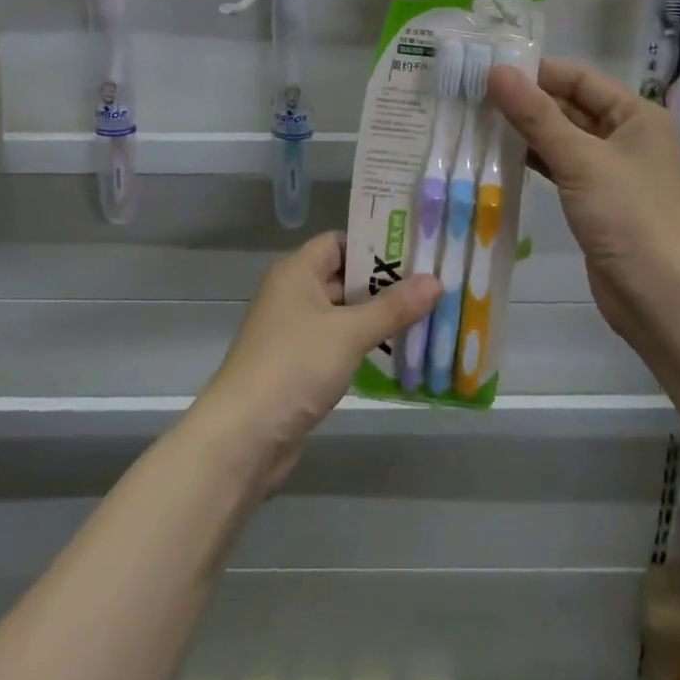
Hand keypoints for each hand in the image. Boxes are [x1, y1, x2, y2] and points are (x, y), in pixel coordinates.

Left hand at [197, 232, 438, 483]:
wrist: (243, 438)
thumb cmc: (294, 366)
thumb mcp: (349, 333)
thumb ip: (393, 307)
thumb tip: (436, 280)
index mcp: (297, 271)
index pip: (341, 242)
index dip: (376, 244)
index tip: (417, 249)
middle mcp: (294, 294)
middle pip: (346, 277)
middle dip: (387, 283)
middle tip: (433, 284)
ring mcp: (296, 331)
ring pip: (345, 314)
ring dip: (380, 317)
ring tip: (428, 316)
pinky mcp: (301, 366)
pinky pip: (340, 344)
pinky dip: (366, 345)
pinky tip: (401, 353)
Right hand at [488, 58, 679, 340]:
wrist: (663, 298)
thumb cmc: (629, 217)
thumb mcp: (580, 160)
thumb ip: (535, 116)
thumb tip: (496, 71)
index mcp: (637, 115)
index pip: (580, 79)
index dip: (537, 73)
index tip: (489, 70)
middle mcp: (628, 137)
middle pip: (571, 107)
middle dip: (527, 102)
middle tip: (474, 97)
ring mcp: (613, 171)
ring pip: (564, 139)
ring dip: (527, 133)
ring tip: (478, 122)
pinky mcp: (598, 201)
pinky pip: (563, 169)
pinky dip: (536, 162)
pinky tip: (501, 158)